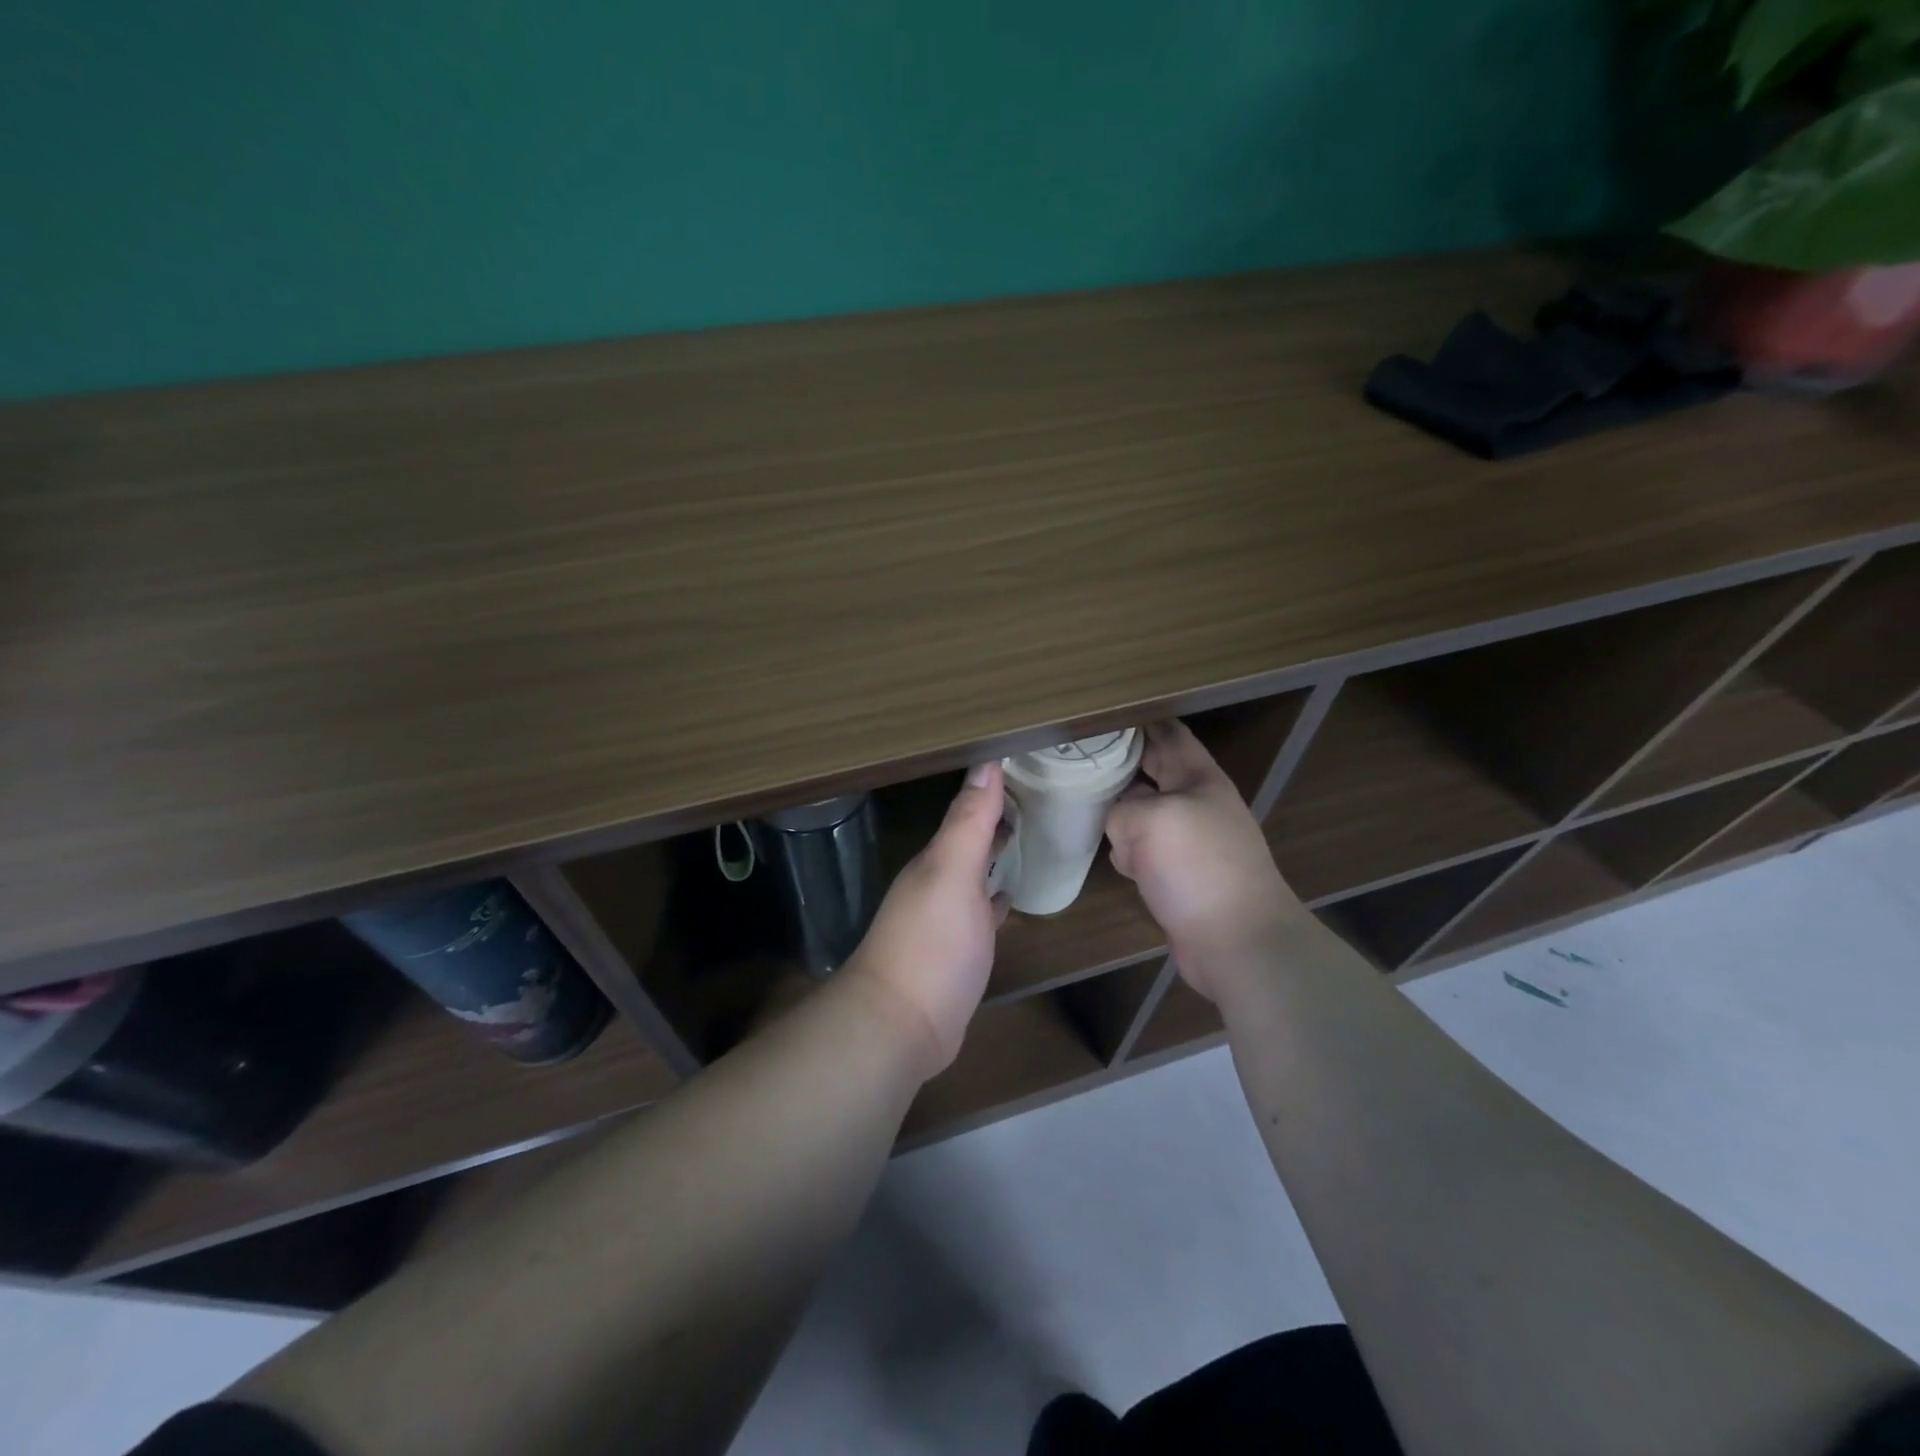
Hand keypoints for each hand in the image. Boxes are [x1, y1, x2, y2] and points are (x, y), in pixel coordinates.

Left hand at [846, 762, 1009, 1077]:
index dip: (992, 791)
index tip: (1025, 767)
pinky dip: (993, 899)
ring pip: (972, 875)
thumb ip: (969, 821)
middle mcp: (936, 884)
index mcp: (936, 861)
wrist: (902, 1025)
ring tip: (1025, 837)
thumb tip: (986, 762)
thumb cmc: (932, 943)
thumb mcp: (952, 873)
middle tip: (1035, 798)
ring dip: (992, 856)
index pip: (966, 813)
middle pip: (968, 842)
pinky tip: (1007, 898)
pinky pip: (979, 914)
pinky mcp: (956, 953)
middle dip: (994, 820)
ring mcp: (944, 920)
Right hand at [1105, 720, 1303, 1000]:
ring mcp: (1189, 843)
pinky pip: (1145, 852)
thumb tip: (1120, 825)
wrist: (1237, 942)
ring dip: (1119, 812)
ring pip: (1143, 813)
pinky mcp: (1179, 877)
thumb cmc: (1198, 867)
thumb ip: (1122, 808)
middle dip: (1120, 765)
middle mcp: (1196, 804)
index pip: (1167, 734)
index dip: (1137, 721)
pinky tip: (1114, 859)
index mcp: (1200, 778)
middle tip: (1077, 758)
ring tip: (1084, 806)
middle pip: (1152, 772)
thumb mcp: (1150, 820)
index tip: (1099, 715)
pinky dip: (1128, 853)